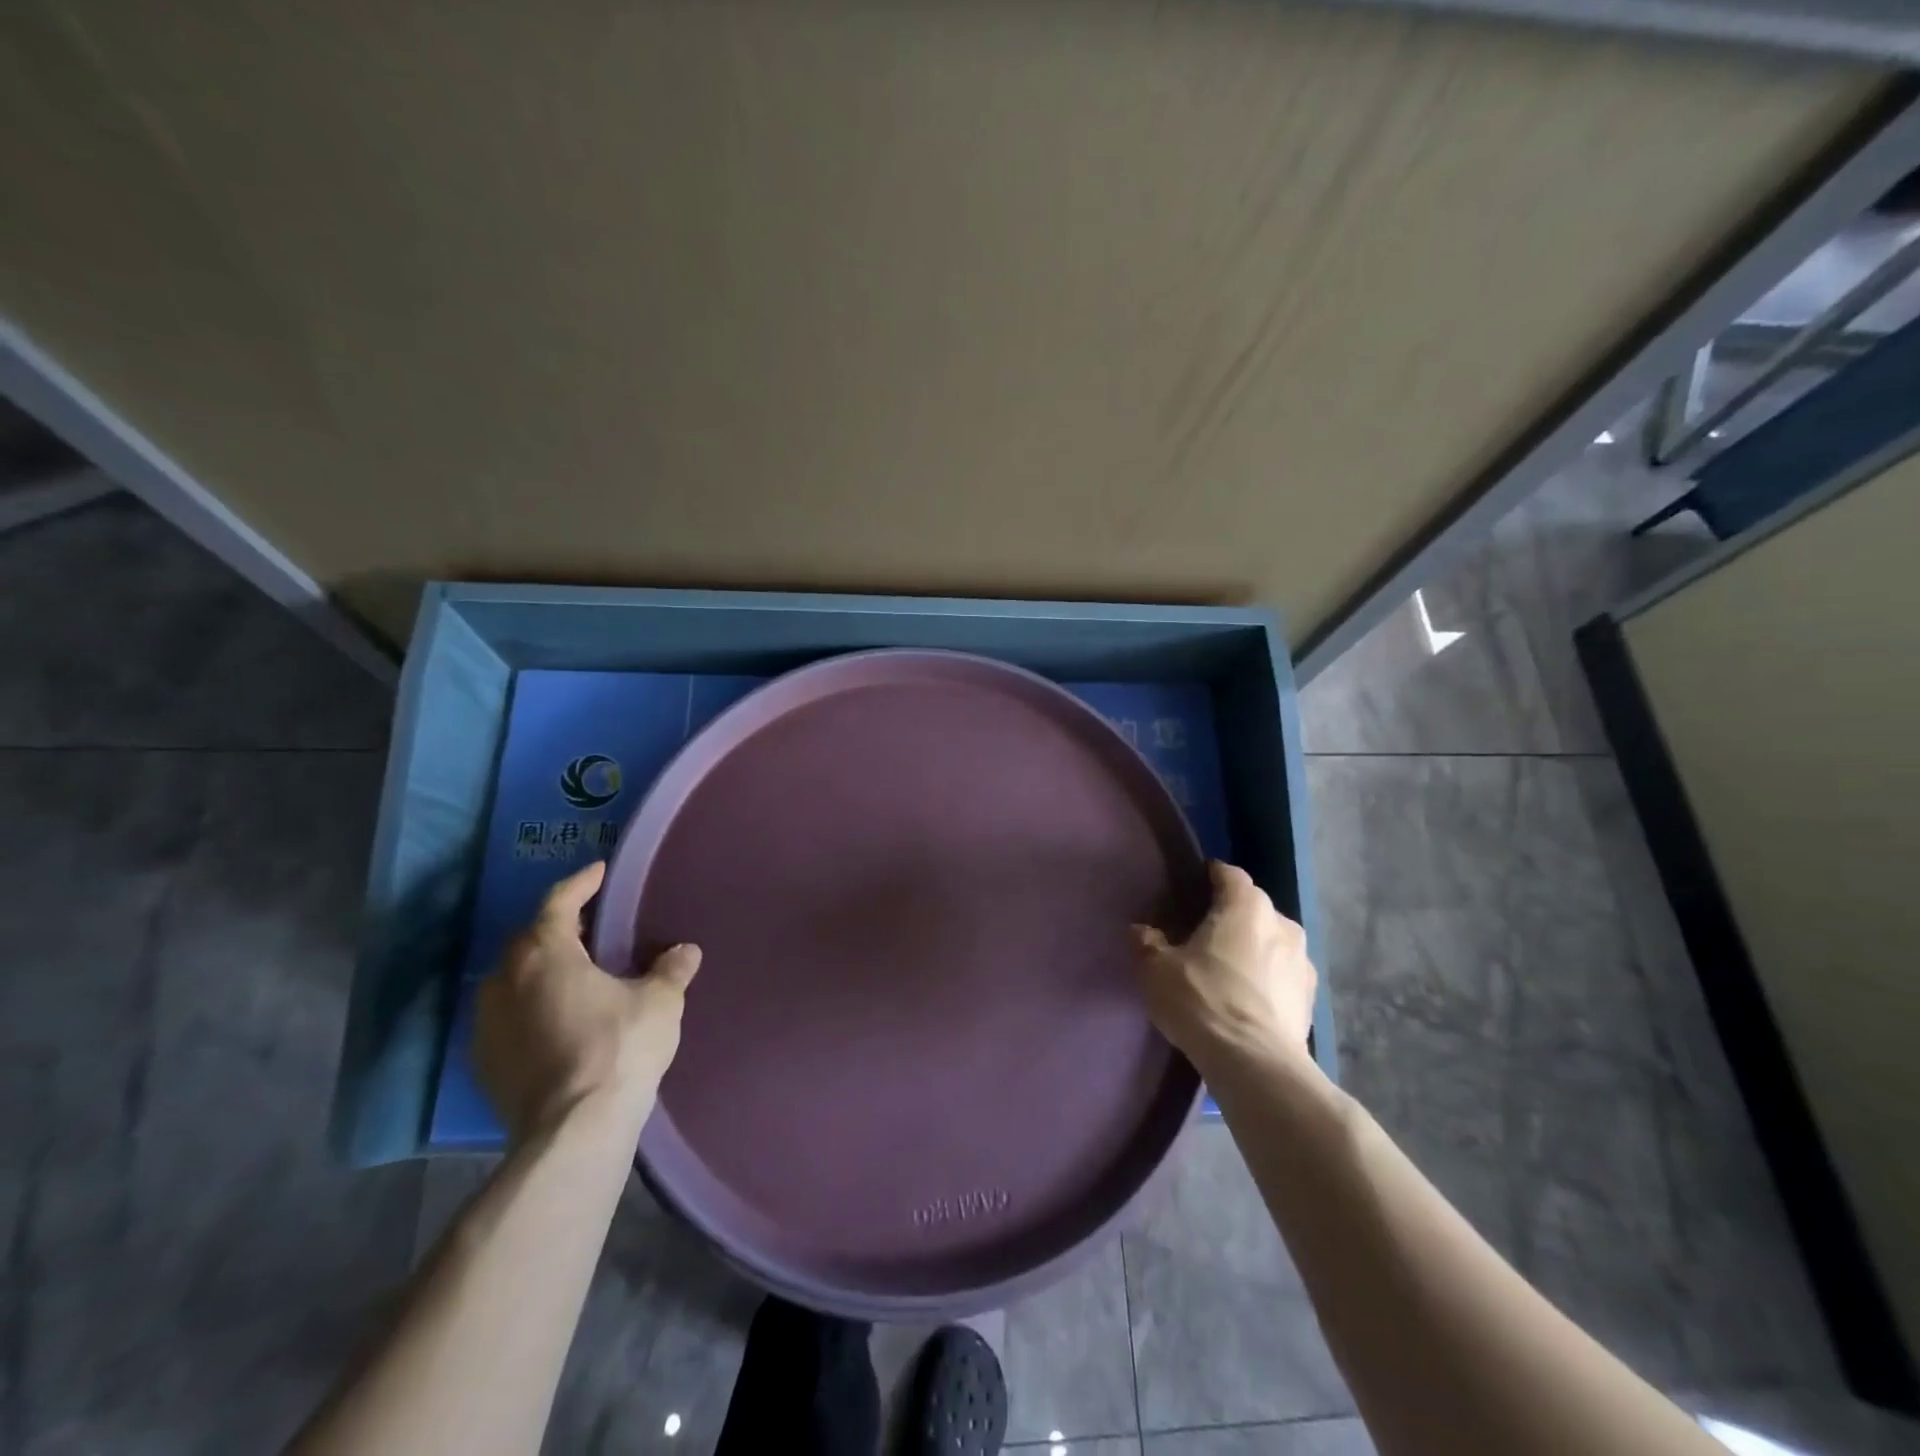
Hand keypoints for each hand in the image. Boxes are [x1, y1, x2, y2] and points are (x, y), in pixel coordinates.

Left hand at [474, 861, 701, 1142]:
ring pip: (512, 979)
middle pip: (529, 939)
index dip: (581, 883)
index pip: (558, 903)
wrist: (573, 1131)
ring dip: (540, 969)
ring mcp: (487, 1024)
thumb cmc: (618, 1048)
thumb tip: (685, 951)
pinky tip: (557, 1019)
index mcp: (545, 954)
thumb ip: (671, 970)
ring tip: (576, 974)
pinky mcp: (485, 1063)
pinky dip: (530, 1006)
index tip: (599, 872)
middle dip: (559, 927)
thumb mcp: (659, 1001)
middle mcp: (505, 981)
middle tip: (592, 927)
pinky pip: (508, 1016)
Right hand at [1132, 861, 1316, 1074]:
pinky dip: (1265, 980)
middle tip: (1200, 936)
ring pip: (1270, 942)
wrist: (1255, 1064)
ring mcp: (1303, 962)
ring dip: (1251, 949)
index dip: (1208, 877)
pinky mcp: (1311, 998)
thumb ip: (1147, 942)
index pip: (1228, 874)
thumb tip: (1142, 930)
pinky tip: (1245, 1001)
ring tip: (1224, 972)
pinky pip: (1281, 975)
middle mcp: (1282, 923)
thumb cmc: (1202, 1000)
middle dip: (1229, 917)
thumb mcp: (1157, 969)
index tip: (1188, 891)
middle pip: (1252, 908)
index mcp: (1246, 905)